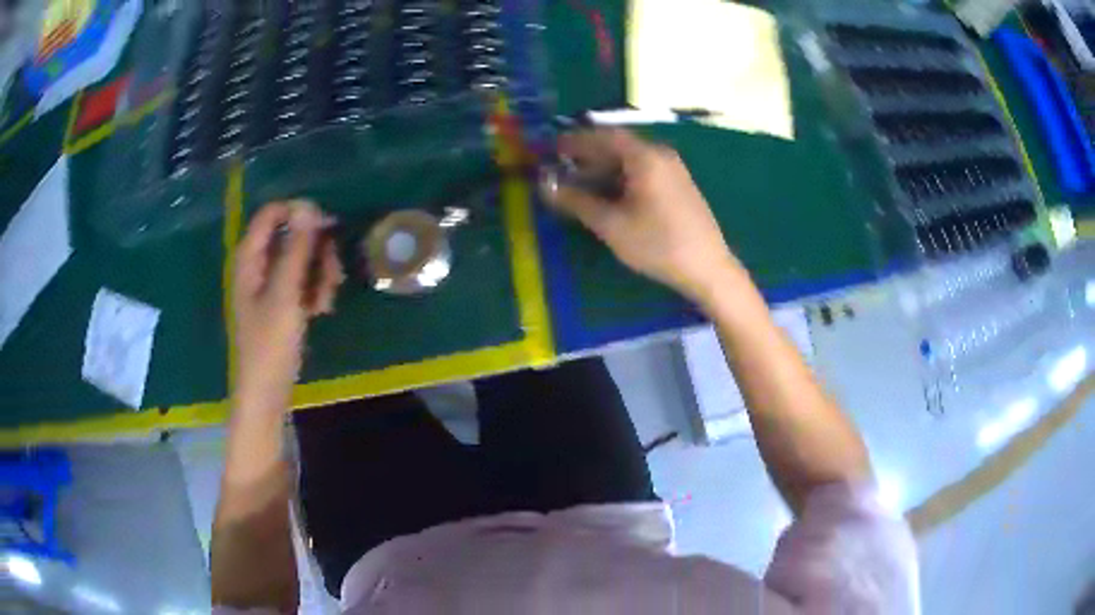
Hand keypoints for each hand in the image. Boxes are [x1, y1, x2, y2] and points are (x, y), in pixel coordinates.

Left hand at [232, 201, 344, 412]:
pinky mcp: (281, 301)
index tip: (327, 228)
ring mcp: (270, 284)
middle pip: (291, 236)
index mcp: (250, 259)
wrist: (266, 393)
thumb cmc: (270, 345)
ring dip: (320, 273)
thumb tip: (309, 206)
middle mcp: (258, 265)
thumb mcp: (285, 294)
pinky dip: (314, 290)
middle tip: (332, 274)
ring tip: (325, 302)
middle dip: (316, 251)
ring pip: (301, 259)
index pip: (272, 214)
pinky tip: (320, 310)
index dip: (299, 214)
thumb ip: (296, 249)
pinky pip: (302, 281)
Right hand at [542, 129, 742, 304]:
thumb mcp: (611, 225)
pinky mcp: (678, 186)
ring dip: (603, 168)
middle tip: (561, 167)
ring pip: (630, 160)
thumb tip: (545, 185)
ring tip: (579, 184)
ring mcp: (673, 170)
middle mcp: (661, 155)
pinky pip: (643, 172)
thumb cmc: (658, 245)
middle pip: (618, 146)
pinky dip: (620, 178)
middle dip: (587, 155)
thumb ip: (576, 201)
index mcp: (645, 157)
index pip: (604, 136)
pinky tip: (608, 195)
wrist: (708, 269)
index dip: (576, 140)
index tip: (552, 147)